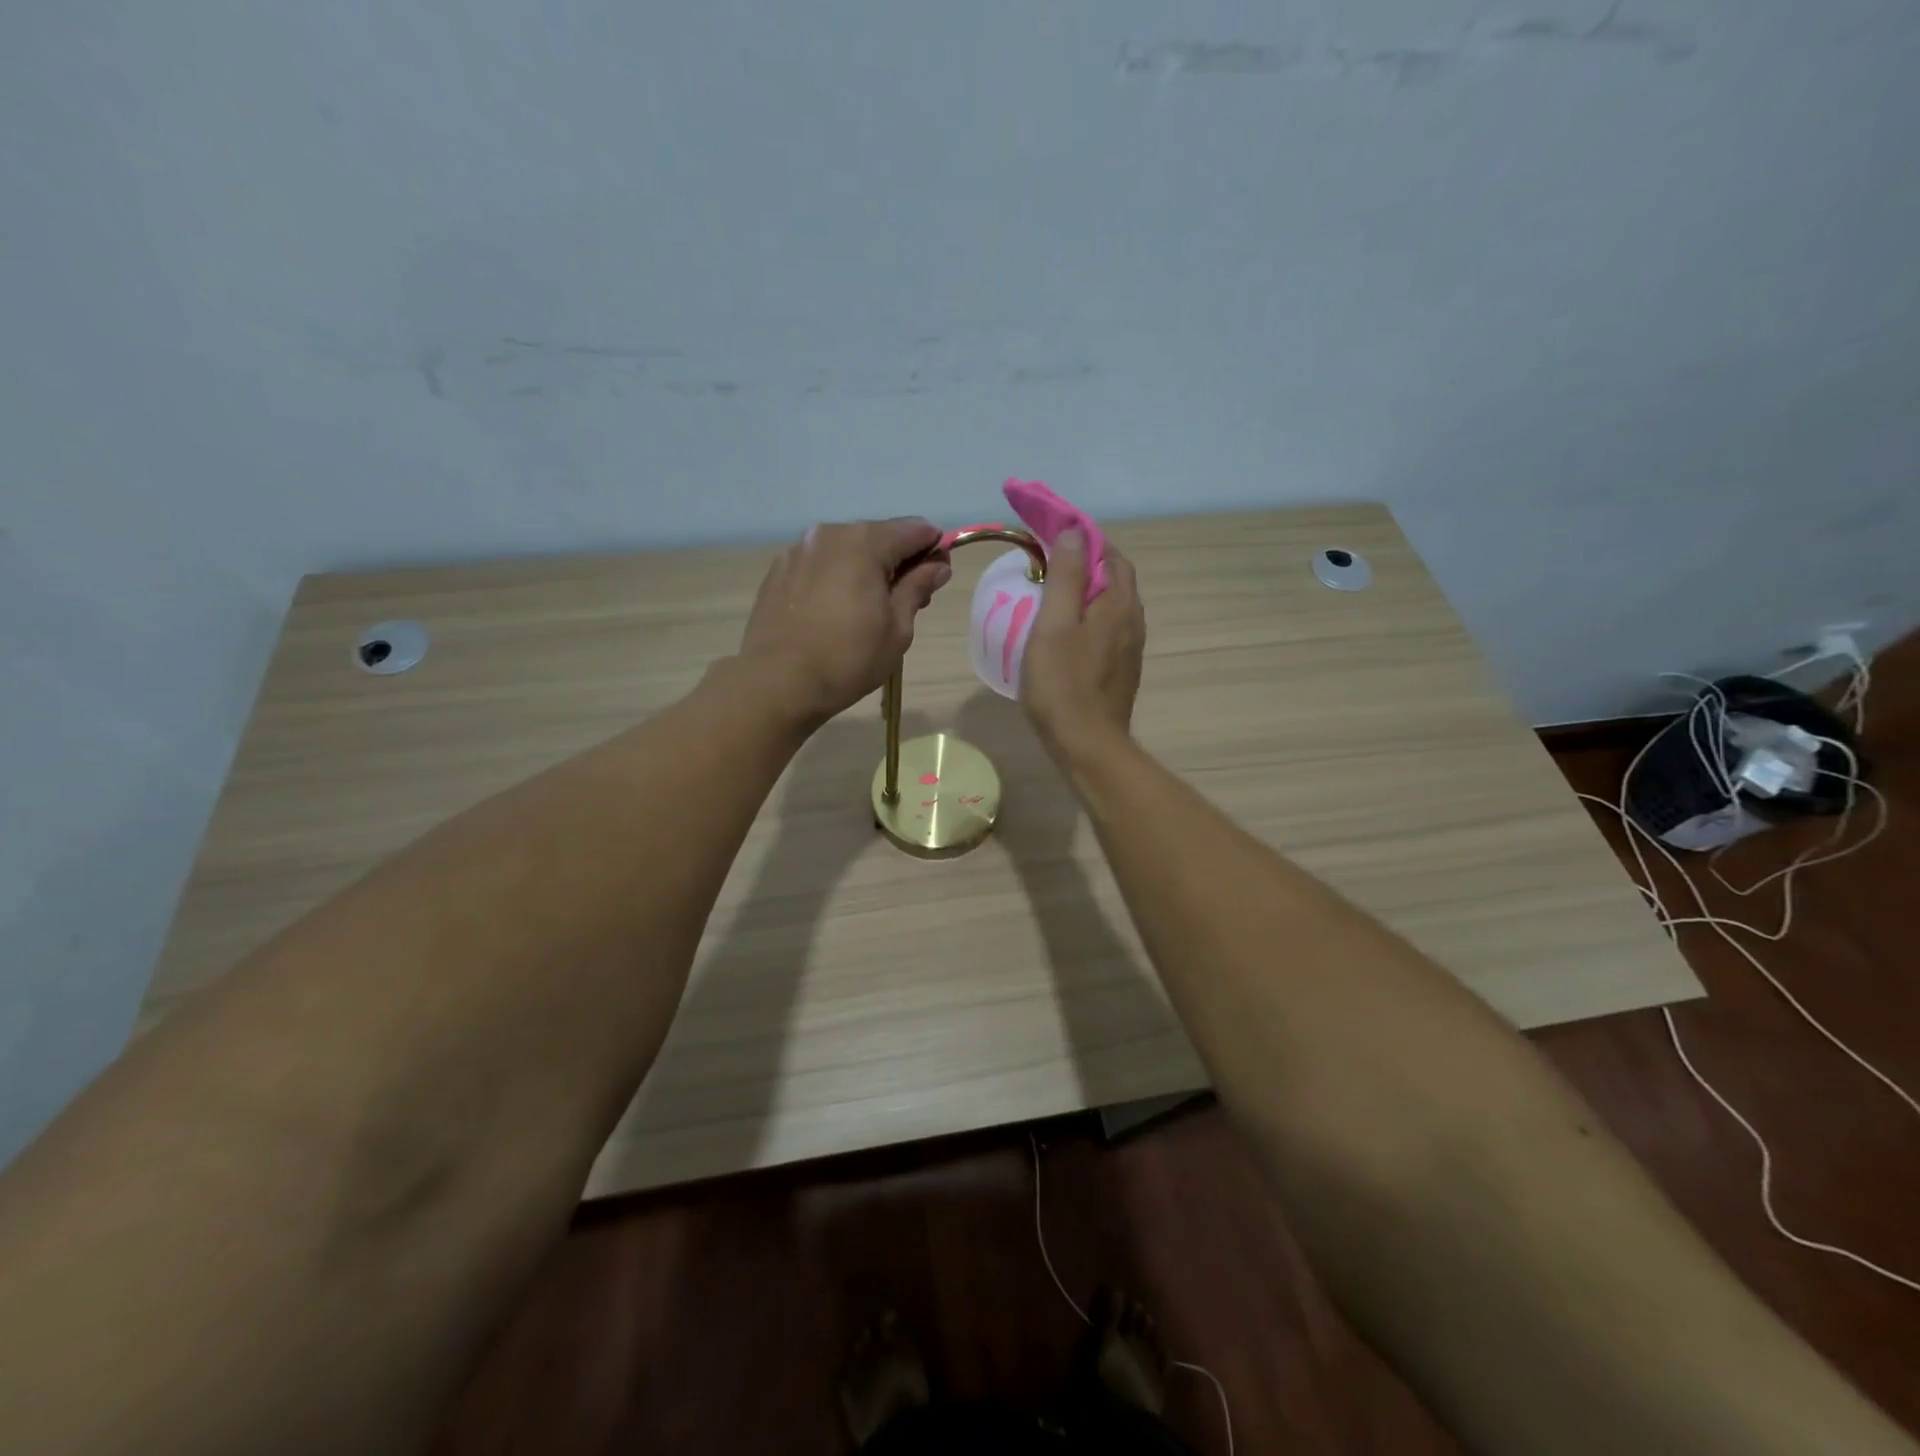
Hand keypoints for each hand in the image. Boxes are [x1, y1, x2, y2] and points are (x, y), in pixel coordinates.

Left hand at [739, 518, 952, 724]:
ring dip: (865, 569)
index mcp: (865, 542)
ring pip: (846, 549)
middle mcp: (830, 534)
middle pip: (879, 536)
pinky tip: (833, 612)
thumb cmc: (848, 659)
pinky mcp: (778, 571)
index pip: (915, 530)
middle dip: (898, 561)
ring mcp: (799, 550)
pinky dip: (835, 577)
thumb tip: (937, 565)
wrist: (777, 683)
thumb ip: (918, 587)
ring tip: (865, 610)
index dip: (934, 550)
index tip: (936, 579)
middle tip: (904, 602)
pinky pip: (819, 564)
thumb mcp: (897, 628)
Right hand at [1020, 530, 1144, 759]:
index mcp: (1119, 603)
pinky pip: (1108, 629)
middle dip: (1087, 563)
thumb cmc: (1063, 684)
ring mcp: (1130, 648)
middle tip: (1049, 563)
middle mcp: (1133, 621)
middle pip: (1115, 578)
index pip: (1110, 554)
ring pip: (1112, 605)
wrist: (1087, 746)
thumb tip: (1074, 532)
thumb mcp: (1054, 623)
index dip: (1084, 539)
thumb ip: (1065, 576)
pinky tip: (1066, 632)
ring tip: (1054, 594)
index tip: (1053, 534)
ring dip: (1088, 592)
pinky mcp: (1121, 670)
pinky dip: (1089, 617)